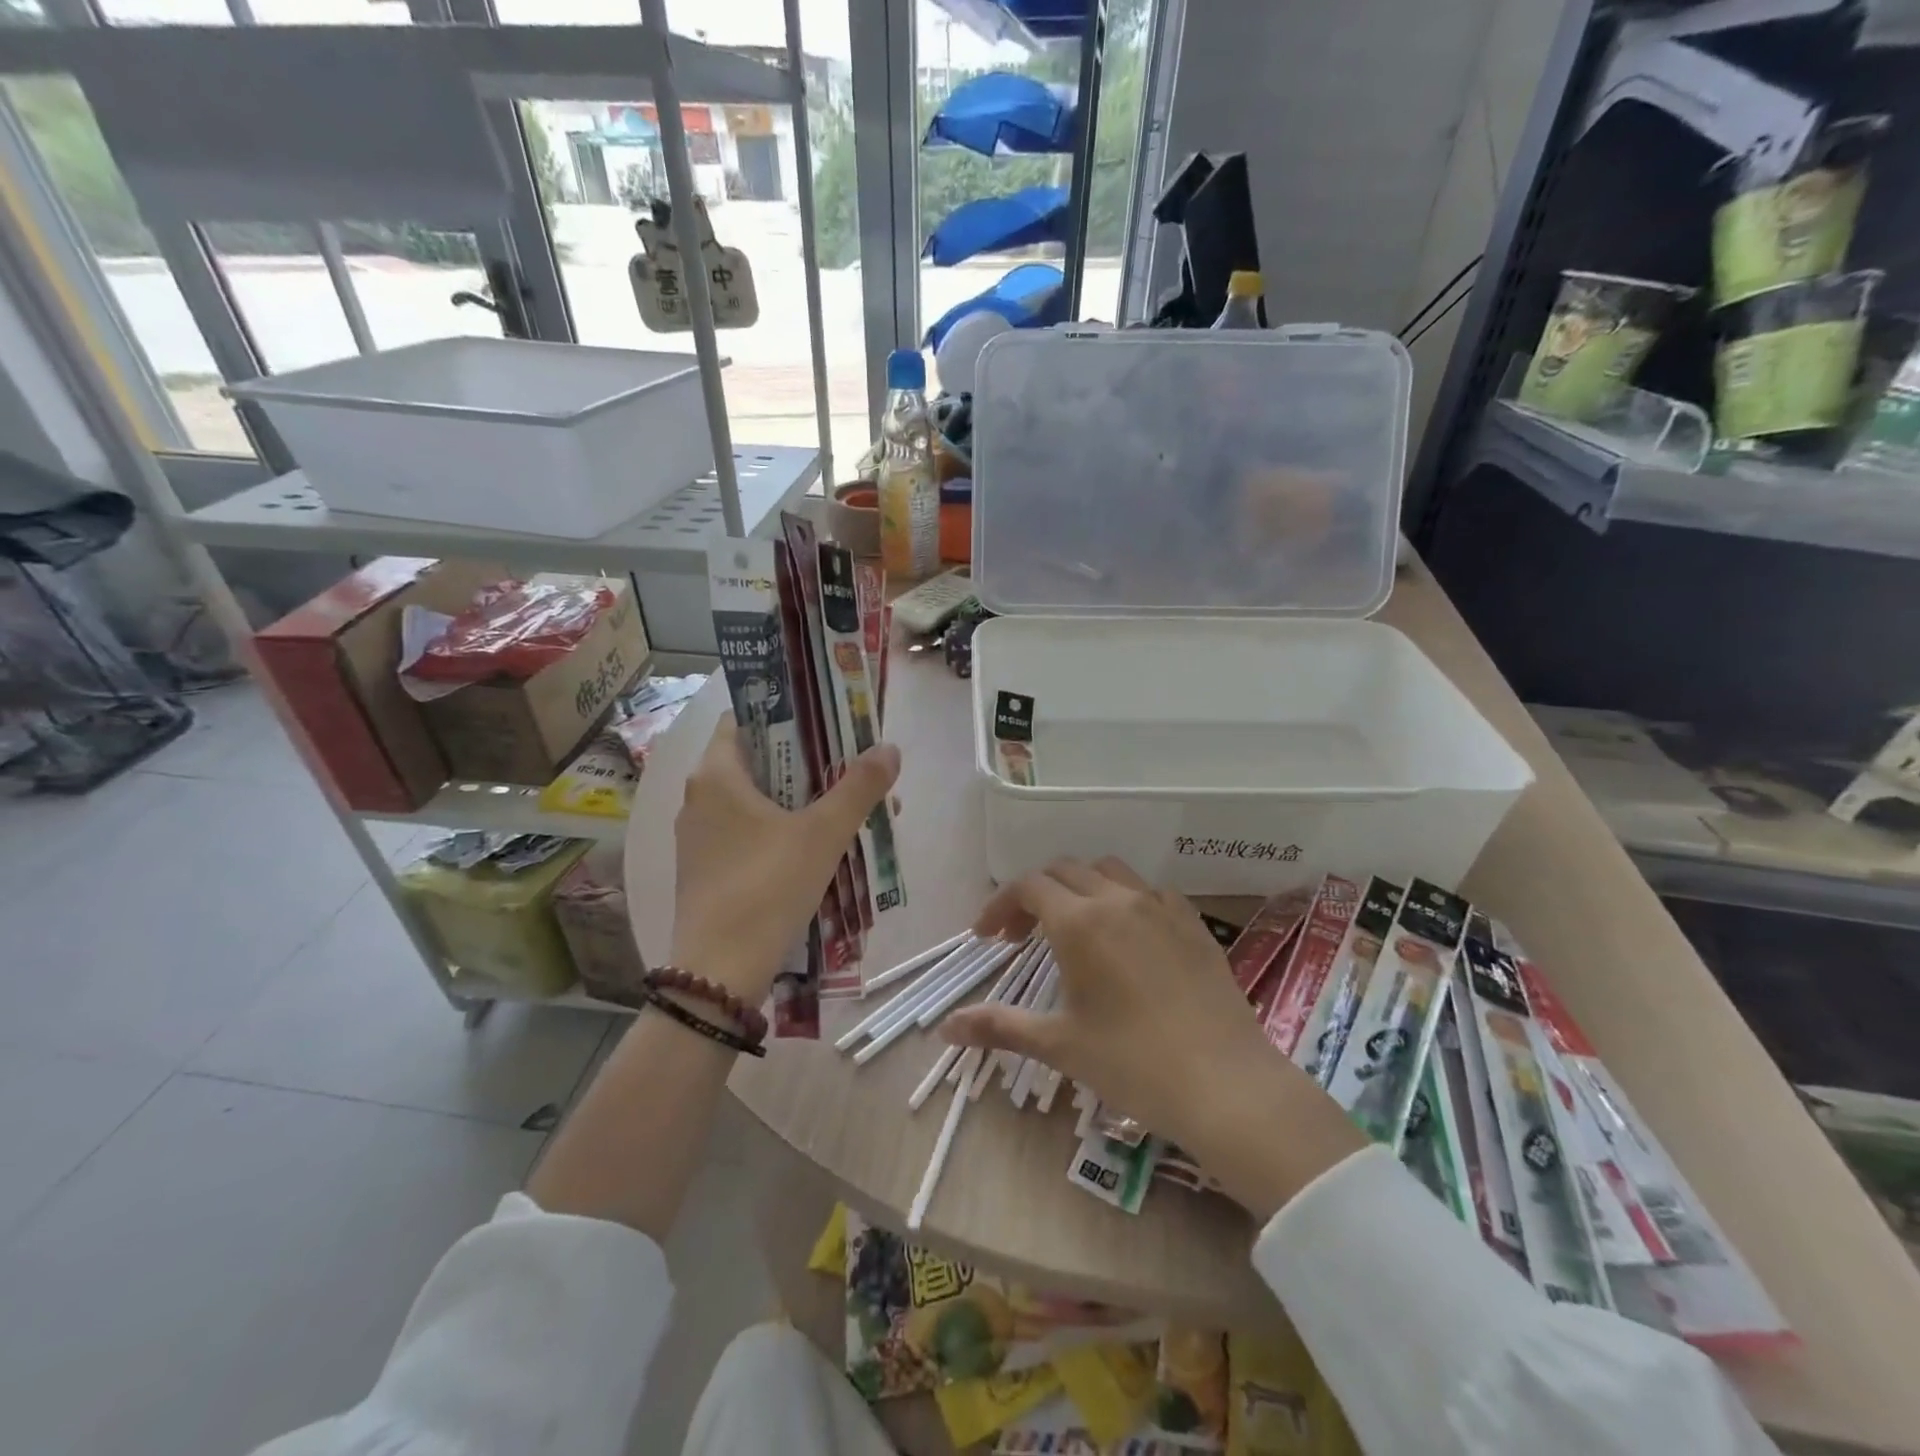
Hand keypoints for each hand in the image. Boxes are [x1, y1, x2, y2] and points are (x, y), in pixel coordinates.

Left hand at [665, 714, 899, 1000]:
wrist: (720, 973)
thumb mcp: (823, 833)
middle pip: (757, 761)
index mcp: (716, 775)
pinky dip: (781, 830)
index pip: (744, 719)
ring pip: (755, 801)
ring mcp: (699, 838)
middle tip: (850, 769)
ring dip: (798, 800)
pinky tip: (816, 849)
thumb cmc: (768, 887)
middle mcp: (699, 799)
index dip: (785, 714)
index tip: (825, 722)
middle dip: (806, 763)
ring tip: (845, 811)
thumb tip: (889, 748)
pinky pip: (747, 833)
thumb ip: (858, 787)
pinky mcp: (706, 870)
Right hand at [941, 858, 1365, 1221]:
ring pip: (1107, 871)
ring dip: (1079, 888)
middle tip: (1020, 938)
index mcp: (1078, 921)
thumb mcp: (1059, 1044)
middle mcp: (1117, 899)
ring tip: (1072, 928)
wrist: (1225, 1084)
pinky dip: (1123, 899)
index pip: (1027, 887)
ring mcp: (1159, 906)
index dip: (1000, 905)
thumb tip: (946, 1028)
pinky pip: (1149, 891)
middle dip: (1033, 896)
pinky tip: (1127, 937)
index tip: (986, 938)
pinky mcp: (1192, 922)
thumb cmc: (1132, 1063)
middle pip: (1063, 871)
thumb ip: (999, 1026)